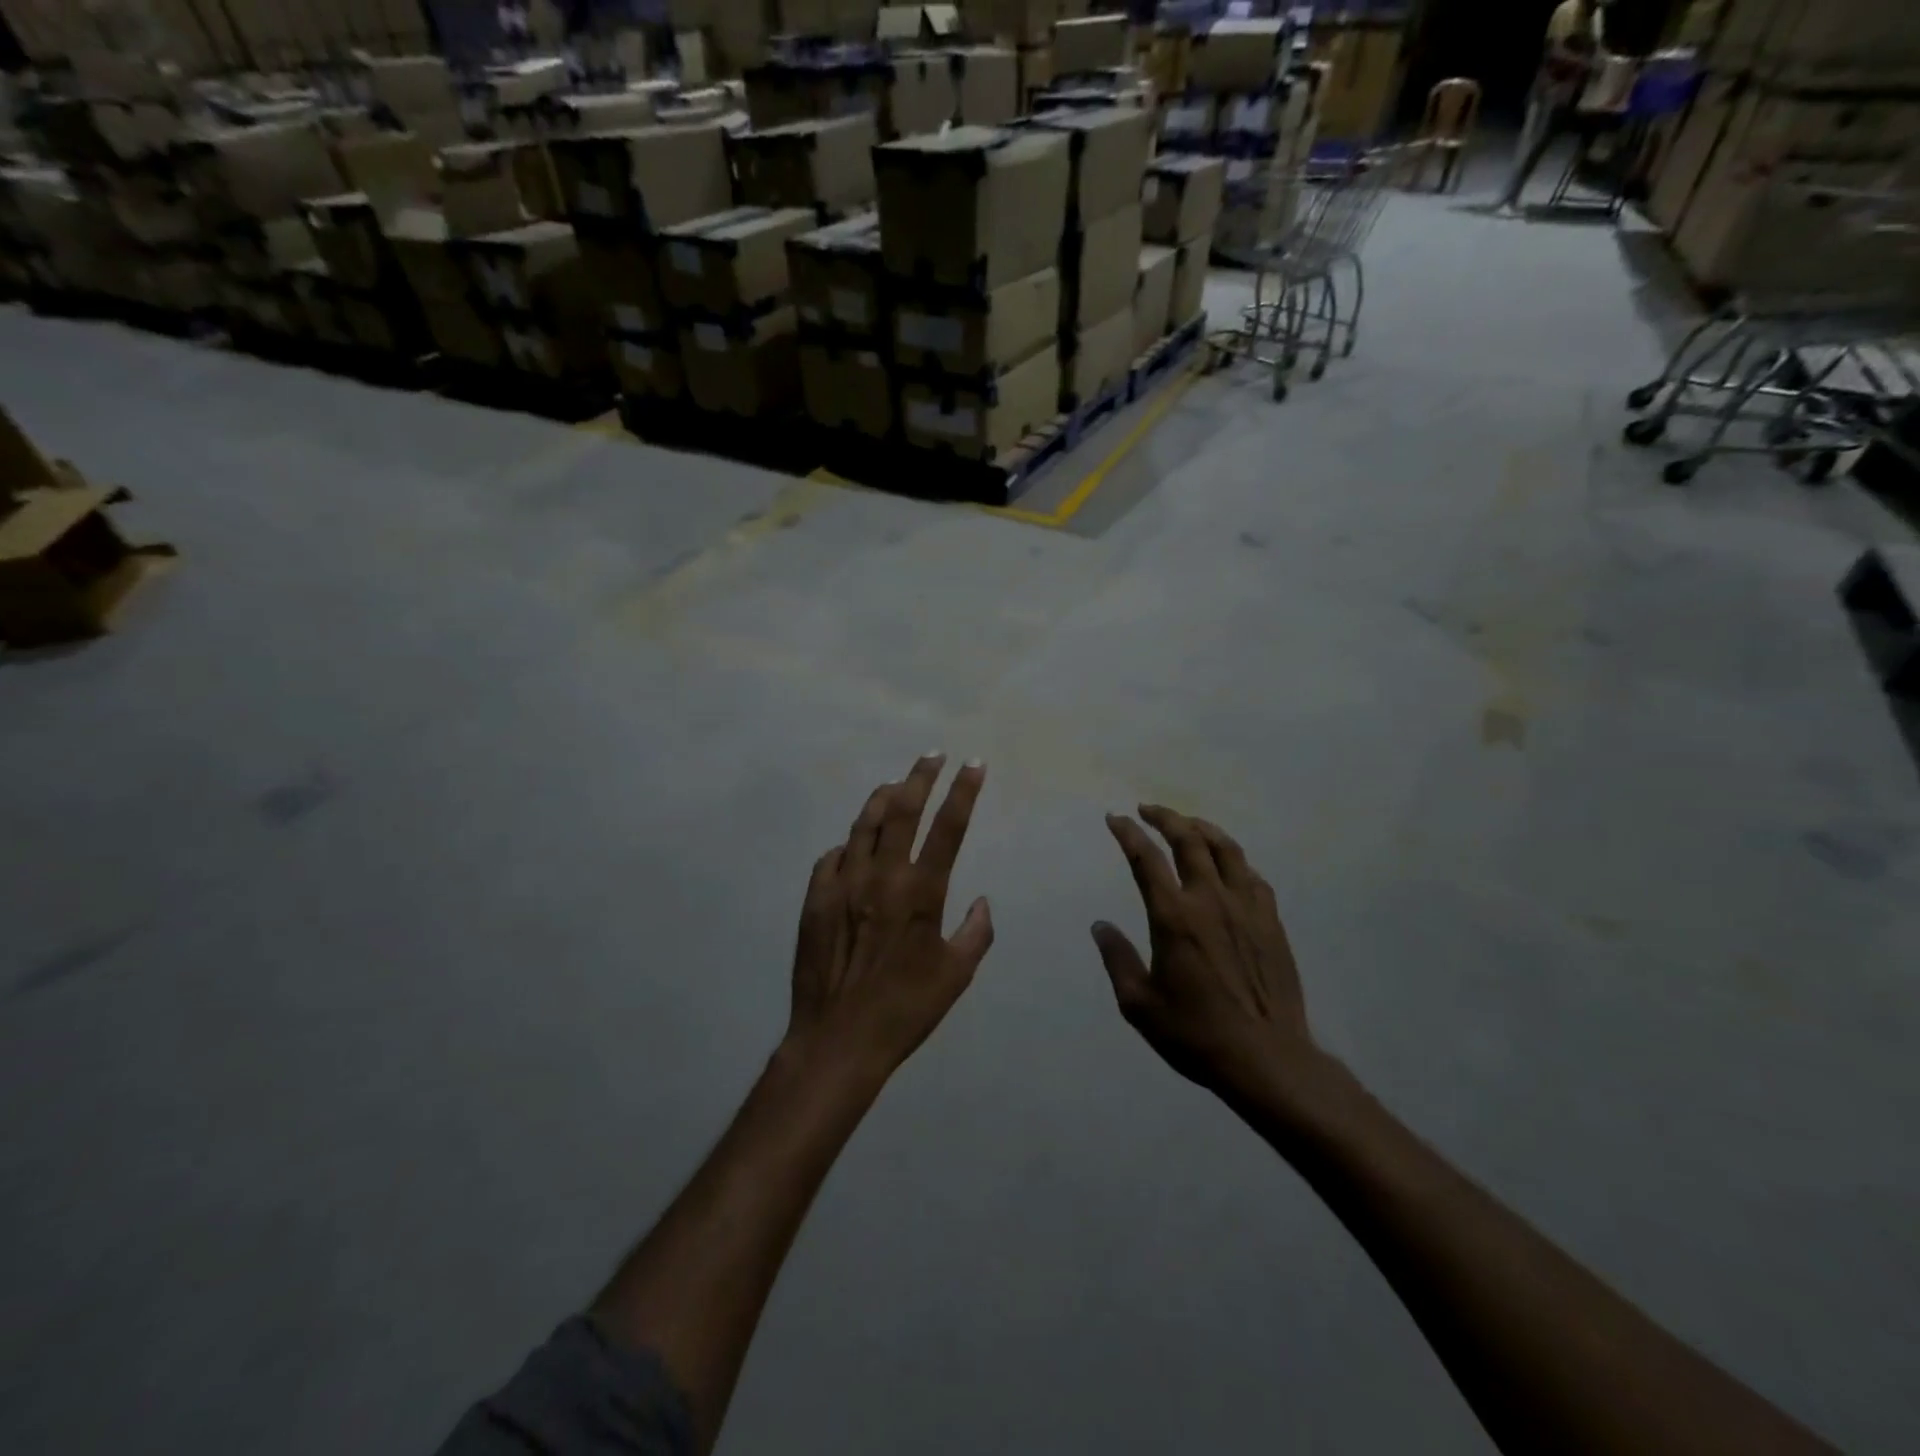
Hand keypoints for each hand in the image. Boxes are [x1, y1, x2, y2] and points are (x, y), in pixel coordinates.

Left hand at [786, 755, 993, 1082]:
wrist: (838, 1039)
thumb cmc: (905, 1009)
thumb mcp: (956, 976)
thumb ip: (976, 933)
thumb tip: (982, 901)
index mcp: (921, 892)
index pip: (948, 827)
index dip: (963, 791)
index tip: (973, 764)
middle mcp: (881, 876)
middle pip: (902, 810)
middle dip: (920, 776)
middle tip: (932, 755)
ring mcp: (843, 883)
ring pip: (863, 824)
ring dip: (882, 798)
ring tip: (896, 783)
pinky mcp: (814, 898)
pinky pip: (832, 856)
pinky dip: (848, 844)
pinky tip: (854, 845)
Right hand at [1094, 807, 1315, 1101]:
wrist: (1267, 1058)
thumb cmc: (1196, 1033)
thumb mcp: (1139, 1004)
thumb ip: (1117, 959)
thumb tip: (1101, 926)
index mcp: (1174, 917)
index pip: (1146, 858)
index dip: (1128, 833)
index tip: (1114, 819)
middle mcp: (1210, 900)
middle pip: (1189, 840)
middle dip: (1165, 817)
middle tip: (1147, 809)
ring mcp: (1246, 908)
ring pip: (1226, 849)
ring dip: (1202, 828)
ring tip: (1187, 824)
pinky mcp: (1272, 922)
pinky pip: (1252, 876)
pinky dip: (1234, 861)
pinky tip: (1228, 867)